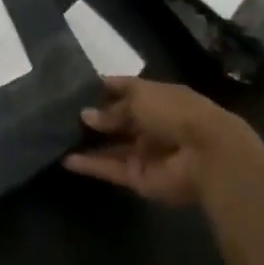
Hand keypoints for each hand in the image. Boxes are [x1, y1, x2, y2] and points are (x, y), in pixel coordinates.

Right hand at [63, 77, 263, 206]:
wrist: (205, 153)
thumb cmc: (174, 111)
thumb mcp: (139, 98)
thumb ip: (112, 109)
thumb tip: (86, 115)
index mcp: (153, 96)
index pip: (123, 89)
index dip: (102, 88)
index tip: (75, 86)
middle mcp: (147, 122)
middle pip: (116, 120)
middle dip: (94, 117)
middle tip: (60, 113)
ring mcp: (143, 151)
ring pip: (111, 146)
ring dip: (88, 142)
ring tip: (58, 136)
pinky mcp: (138, 178)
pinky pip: (110, 169)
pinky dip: (90, 165)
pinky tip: (66, 160)